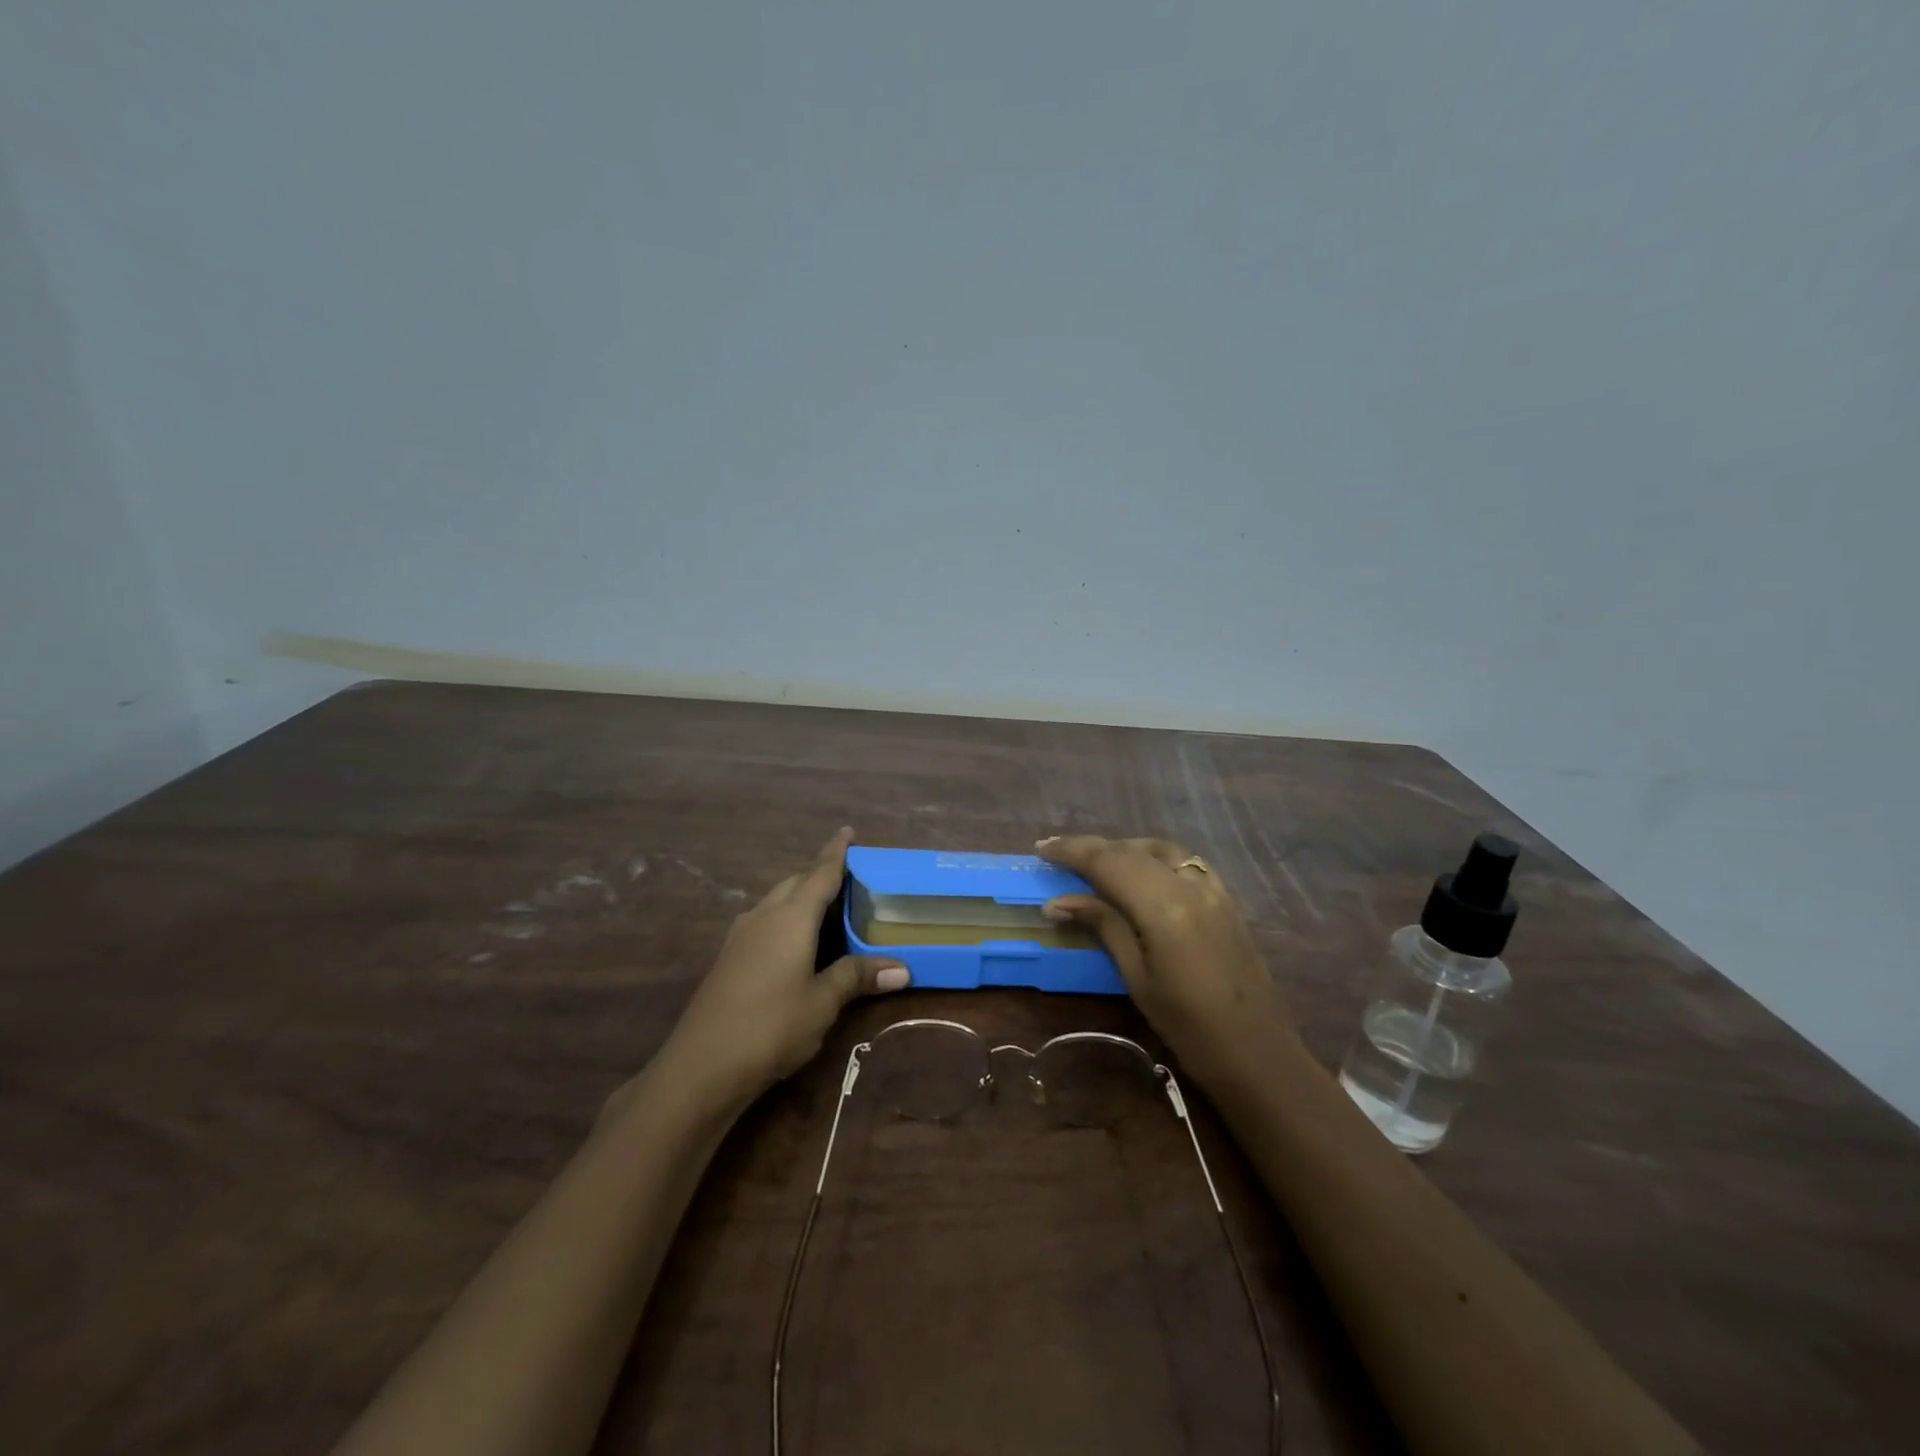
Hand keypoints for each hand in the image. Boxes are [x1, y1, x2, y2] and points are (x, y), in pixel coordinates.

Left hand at [663, 828, 909, 1104]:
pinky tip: (795, 945)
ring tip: (826, 910)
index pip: (820, 873)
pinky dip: (785, 920)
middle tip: (848, 881)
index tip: (847, 830)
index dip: (835, 851)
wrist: (701, 1066)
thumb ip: (857, 977)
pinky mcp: (728, 959)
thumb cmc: (771, 1025)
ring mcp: (740, 937)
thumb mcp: (822, 1002)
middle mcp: (763, 916)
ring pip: (775, 902)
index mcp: (791, 917)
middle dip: (819, 876)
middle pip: (795, 883)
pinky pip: (764, 923)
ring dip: (799, 898)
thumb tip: (901, 968)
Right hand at [1037, 835, 1296, 1089]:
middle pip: (1132, 851)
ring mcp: (1213, 889)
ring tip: (1095, 860)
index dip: (1072, 851)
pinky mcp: (1226, 899)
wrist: (1258, 1053)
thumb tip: (1058, 902)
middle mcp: (1190, 885)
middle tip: (1057, 852)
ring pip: (1160, 849)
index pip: (1109, 863)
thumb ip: (1103, 926)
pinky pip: (1185, 862)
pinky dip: (1155, 857)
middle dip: (1092, 847)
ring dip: (1124, 848)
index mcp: (1164, 907)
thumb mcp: (1137, 978)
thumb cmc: (1188, 1027)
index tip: (1042, 848)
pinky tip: (1143, 871)